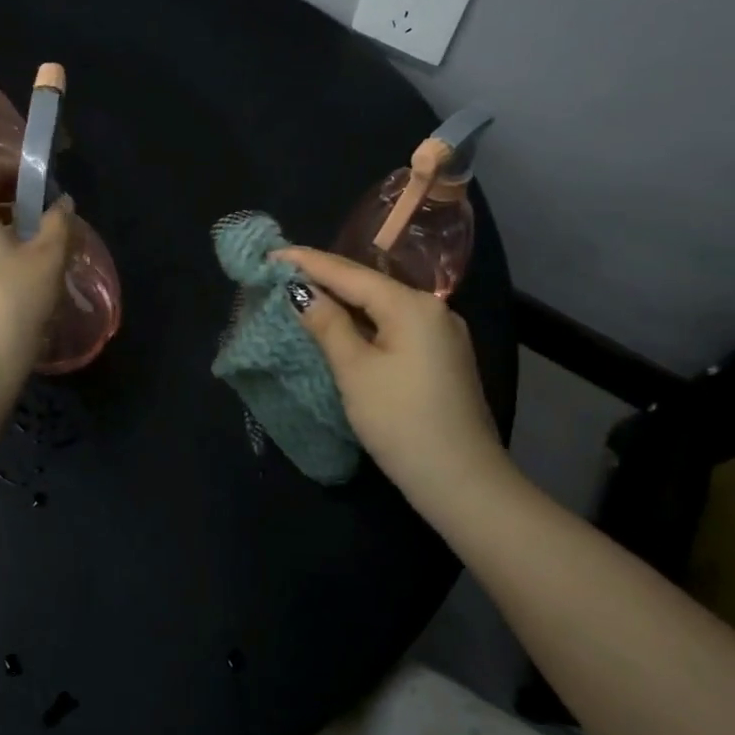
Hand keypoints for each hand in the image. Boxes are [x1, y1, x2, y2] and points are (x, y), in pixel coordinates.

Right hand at [275, 247, 513, 513]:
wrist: (463, 482)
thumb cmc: (401, 421)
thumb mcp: (355, 371)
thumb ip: (327, 324)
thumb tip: (299, 291)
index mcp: (412, 305)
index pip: (349, 273)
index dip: (307, 262)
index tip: (270, 252)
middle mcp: (432, 309)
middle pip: (368, 285)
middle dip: (325, 277)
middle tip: (281, 271)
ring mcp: (442, 334)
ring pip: (382, 306)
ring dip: (344, 300)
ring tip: (304, 291)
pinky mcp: (442, 358)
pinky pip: (395, 326)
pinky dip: (364, 321)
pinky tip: (343, 324)